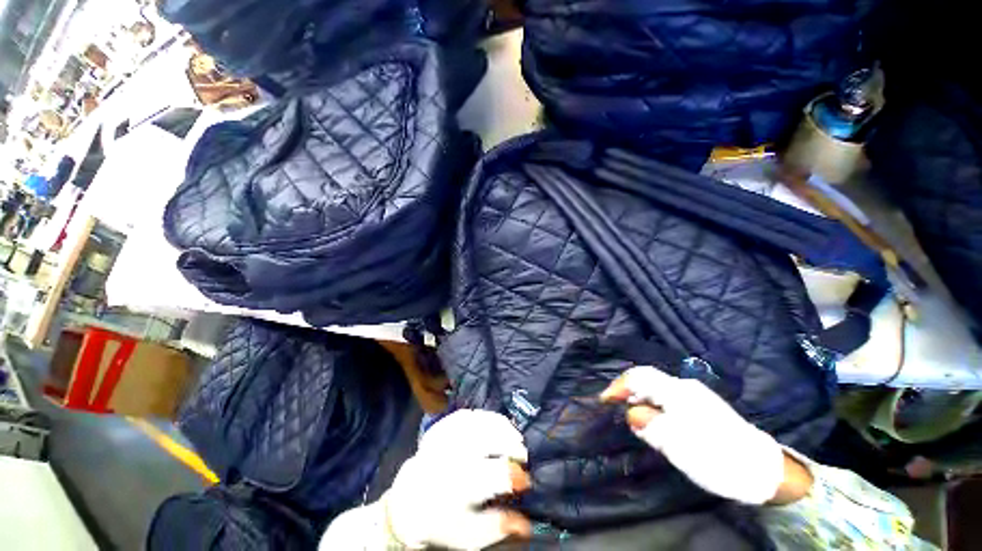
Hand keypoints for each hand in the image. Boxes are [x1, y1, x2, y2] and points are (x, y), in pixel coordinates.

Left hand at [384, 410, 531, 549]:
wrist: (408, 501)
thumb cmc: (443, 521)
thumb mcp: (470, 535)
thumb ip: (498, 526)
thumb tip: (526, 524)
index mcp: (461, 485)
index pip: (496, 473)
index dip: (516, 475)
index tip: (525, 482)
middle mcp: (454, 455)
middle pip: (491, 438)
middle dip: (513, 445)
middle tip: (523, 455)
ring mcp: (446, 436)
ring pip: (482, 421)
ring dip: (503, 427)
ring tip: (514, 437)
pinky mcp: (442, 426)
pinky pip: (469, 414)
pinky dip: (486, 417)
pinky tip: (495, 425)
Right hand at [600, 366, 811, 504]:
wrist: (763, 471)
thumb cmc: (716, 457)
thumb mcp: (676, 444)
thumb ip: (648, 424)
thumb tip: (631, 413)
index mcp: (676, 392)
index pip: (638, 377)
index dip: (618, 385)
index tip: (604, 400)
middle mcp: (684, 388)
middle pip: (647, 379)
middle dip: (627, 390)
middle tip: (615, 407)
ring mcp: (696, 396)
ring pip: (657, 389)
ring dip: (640, 398)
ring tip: (632, 415)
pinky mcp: (703, 408)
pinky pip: (668, 399)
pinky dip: (654, 405)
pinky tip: (655, 420)